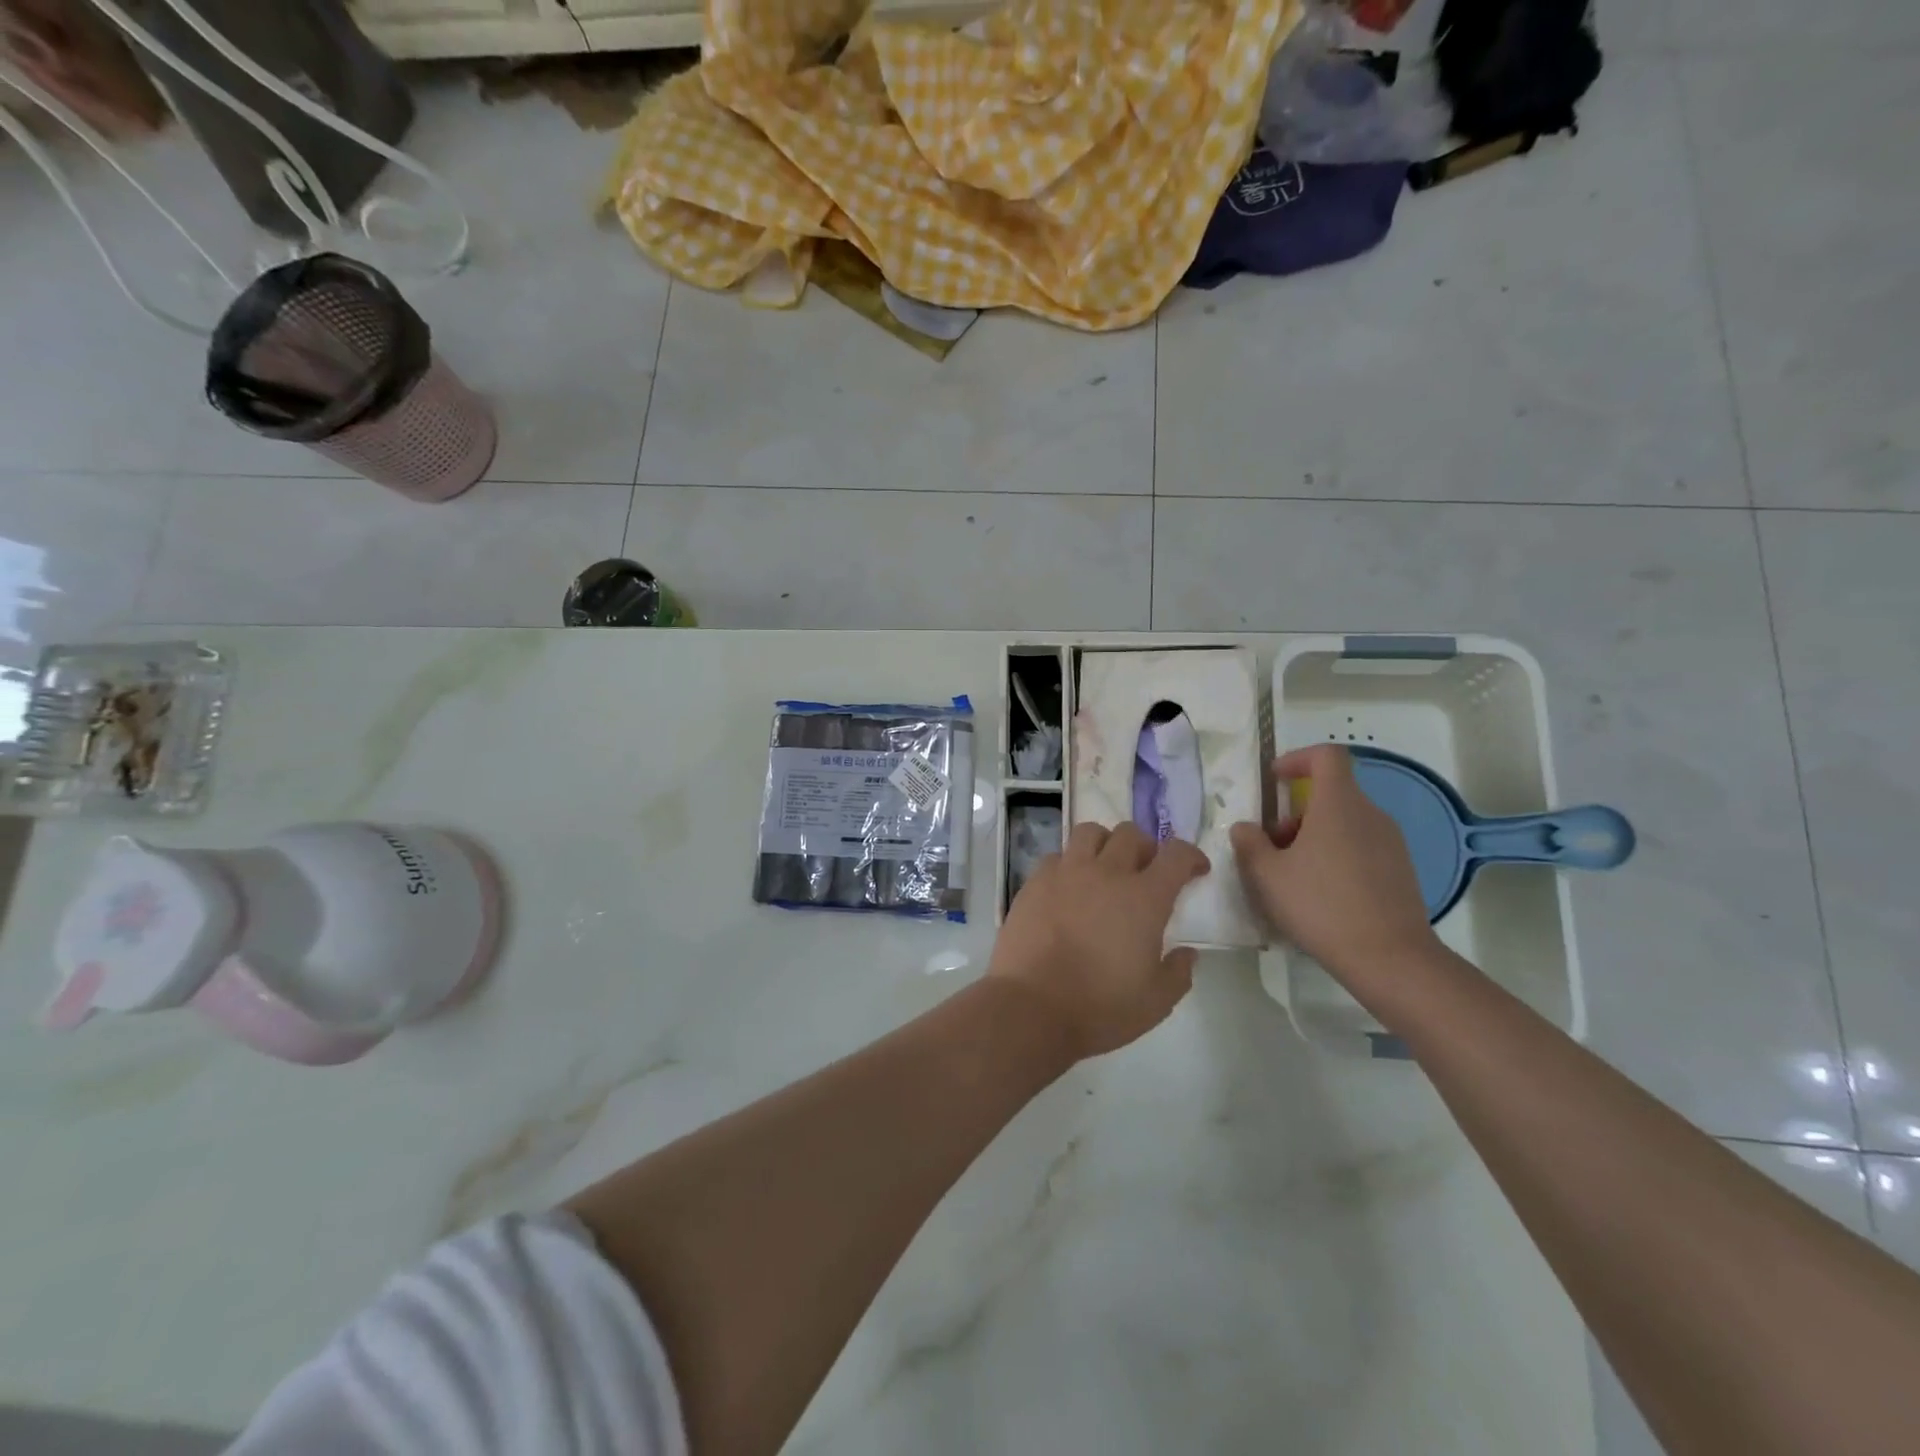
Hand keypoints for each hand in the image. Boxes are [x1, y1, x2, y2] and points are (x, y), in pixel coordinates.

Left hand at [988, 821, 1209, 1059]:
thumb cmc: (1101, 1007)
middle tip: (1146, 871)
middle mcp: (1106, 873)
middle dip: (1146, 847)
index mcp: (1144, 898)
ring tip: (1105, 868)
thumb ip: (1178, 972)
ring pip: (1090, 832)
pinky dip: (1069, 863)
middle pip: (1131, 834)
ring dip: (1105, 843)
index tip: (1195, 870)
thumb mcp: (1156, 1001)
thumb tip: (1187, 953)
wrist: (1032, 1006)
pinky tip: (1069, 887)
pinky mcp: (1034, 881)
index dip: (1191, 856)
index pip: (1176, 855)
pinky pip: (1057, 856)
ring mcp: (1066, 873)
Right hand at [1229, 745, 1438, 985]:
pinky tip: (1321, 894)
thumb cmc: (1321, 906)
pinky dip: (1336, 855)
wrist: (1390, 958)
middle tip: (1272, 846)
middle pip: (1331, 794)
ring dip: (1314, 836)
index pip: (1327, 756)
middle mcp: (1370, 814)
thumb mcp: (1267, 875)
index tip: (1275, 781)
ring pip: (1345, 822)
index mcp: (1338, 805)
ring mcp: (1391, 842)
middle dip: (1296, 813)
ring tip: (1292, 875)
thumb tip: (1245, 828)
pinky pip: (1361, 846)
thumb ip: (1250, 844)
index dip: (1298, 759)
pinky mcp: (1401, 870)